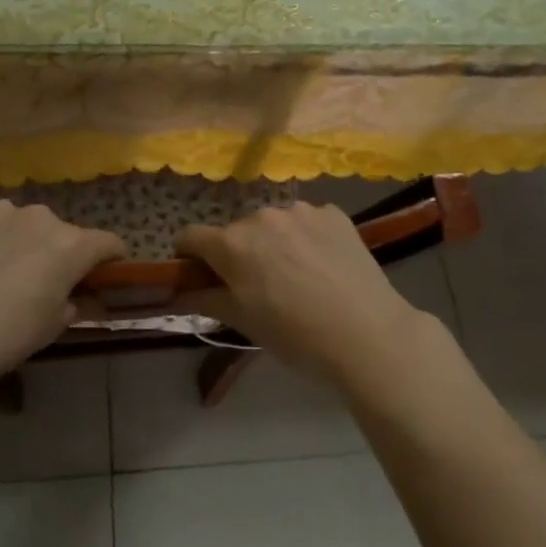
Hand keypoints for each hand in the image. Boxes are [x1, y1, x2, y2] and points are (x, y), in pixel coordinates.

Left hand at [0, 202, 125, 391]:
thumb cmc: (2, 339)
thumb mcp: (51, 329)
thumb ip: (73, 304)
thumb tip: (76, 297)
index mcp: (70, 245)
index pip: (108, 243)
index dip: (110, 260)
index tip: (103, 275)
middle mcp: (39, 217)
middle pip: (62, 232)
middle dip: (59, 252)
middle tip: (42, 283)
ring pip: (22, 223)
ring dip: (22, 241)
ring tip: (0, 272)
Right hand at [175, 202, 430, 386]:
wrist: (368, 335)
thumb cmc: (296, 336)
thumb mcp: (244, 323)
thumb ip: (204, 300)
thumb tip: (176, 293)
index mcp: (232, 243)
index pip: (190, 237)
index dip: (189, 258)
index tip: (201, 278)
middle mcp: (261, 216)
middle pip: (235, 232)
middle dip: (237, 254)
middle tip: (258, 288)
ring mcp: (300, 210)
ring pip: (273, 224)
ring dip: (274, 243)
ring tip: (297, 277)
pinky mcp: (333, 213)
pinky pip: (307, 221)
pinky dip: (306, 238)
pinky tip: (324, 267)